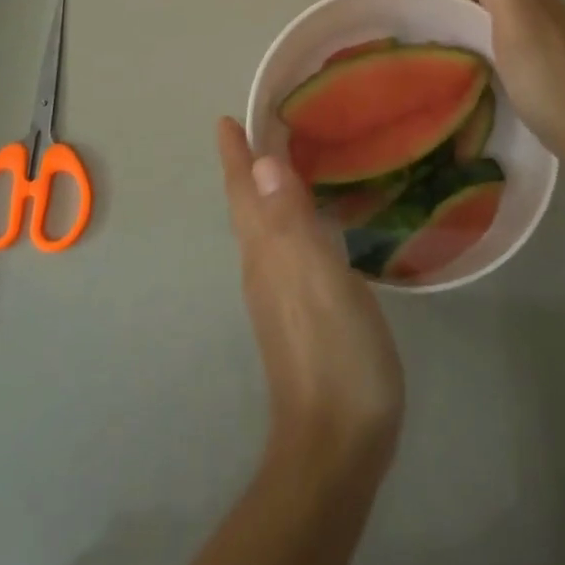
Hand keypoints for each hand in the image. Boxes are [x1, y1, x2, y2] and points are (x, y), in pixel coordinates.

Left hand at [216, 118, 404, 481]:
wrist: (338, 443)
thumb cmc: (335, 353)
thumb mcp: (318, 278)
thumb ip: (290, 220)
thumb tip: (261, 163)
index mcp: (267, 254)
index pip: (244, 194)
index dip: (236, 157)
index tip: (226, 122)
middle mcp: (264, 269)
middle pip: (248, 208)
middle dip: (247, 169)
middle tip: (259, 132)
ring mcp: (281, 296)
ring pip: (266, 229)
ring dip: (267, 194)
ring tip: (284, 165)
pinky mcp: (301, 315)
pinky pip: (287, 250)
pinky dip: (291, 222)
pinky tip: (313, 224)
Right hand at [377, 0, 564, 170]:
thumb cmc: (549, 75)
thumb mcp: (518, 17)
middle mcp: (521, 3)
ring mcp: (525, 32)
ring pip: (472, 7)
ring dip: (438, 4)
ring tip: (403, 17)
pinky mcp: (524, 60)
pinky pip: (478, 32)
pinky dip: (454, 31)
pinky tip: (442, 49)